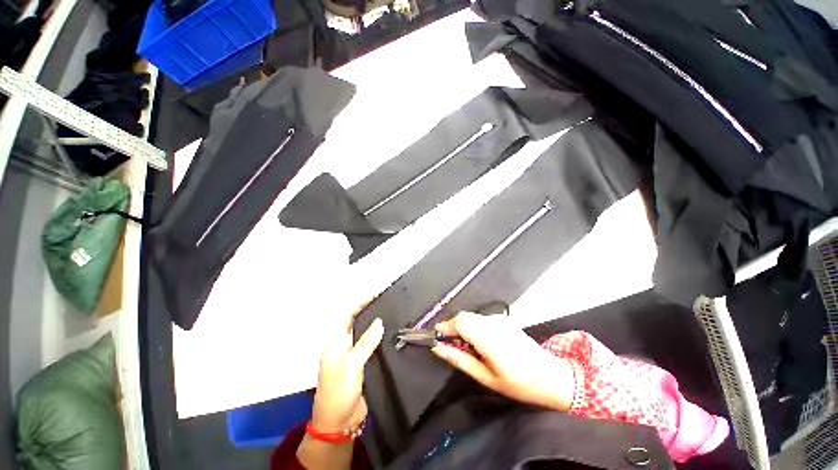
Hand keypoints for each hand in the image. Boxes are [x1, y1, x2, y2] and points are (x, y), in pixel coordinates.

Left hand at [311, 308, 383, 431]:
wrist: (338, 423)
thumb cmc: (339, 391)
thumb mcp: (351, 364)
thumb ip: (366, 342)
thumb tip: (380, 321)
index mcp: (335, 341)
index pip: (347, 314)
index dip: (360, 302)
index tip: (376, 293)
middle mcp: (344, 344)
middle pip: (357, 321)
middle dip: (369, 309)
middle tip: (388, 300)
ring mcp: (353, 354)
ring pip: (366, 332)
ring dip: (376, 322)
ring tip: (392, 312)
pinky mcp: (363, 363)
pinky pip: (372, 345)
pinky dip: (380, 337)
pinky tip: (392, 332)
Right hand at [432, 311, 573, 411]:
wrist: (551, 376)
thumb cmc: (518, 383)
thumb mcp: (485, 377)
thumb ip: (459, 359)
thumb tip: (437, 347)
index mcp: (490, 339)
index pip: (460, 321)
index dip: (445, 327)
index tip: (436, 338)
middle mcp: (494, 323)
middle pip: (463, 317)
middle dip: (452, 328)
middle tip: (450, 346)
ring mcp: (500, 319)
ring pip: (471, 317)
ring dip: (462, 328)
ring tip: (466, 347)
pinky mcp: (503, 319)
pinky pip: (480, 319)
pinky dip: (473, 327)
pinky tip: (480, 343)